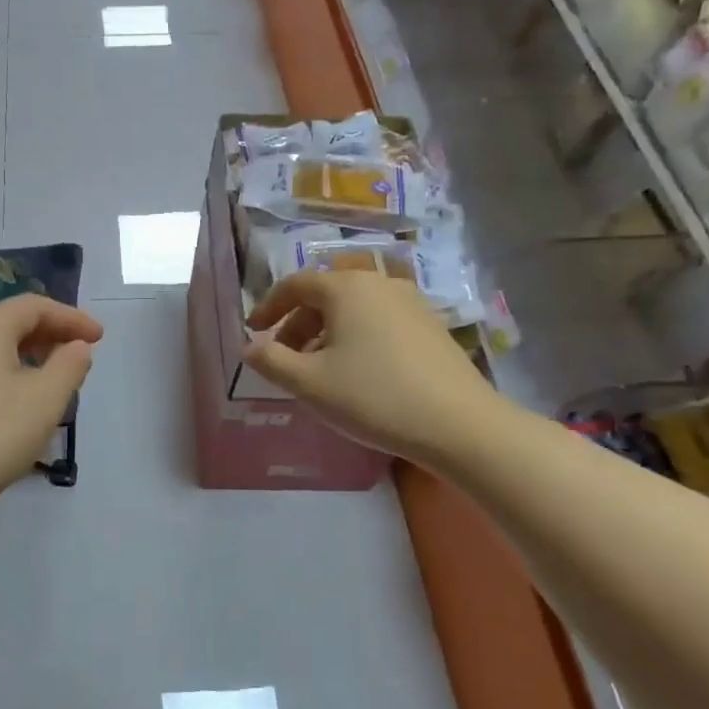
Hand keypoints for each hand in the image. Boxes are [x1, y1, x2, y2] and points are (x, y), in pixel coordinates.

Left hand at [0, 295, 102, 522]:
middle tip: (80, 357)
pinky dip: (6, 376)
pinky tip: (17, 405)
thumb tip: (77, 346)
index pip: (35, 306)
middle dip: (51, 336)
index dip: (72, 318)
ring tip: (54, 383)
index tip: (100, 337)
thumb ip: (69, 367)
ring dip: (29, 358)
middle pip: (11, 323)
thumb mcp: (44, 401)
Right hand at [246, 272, 507, 463]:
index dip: (268, 307)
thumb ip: (270, 361)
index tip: (253, 333)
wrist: (459, 424)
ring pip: (353, 309)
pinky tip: (357, 373)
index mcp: (346, 288)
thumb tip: (249, 347)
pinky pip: (379, 321)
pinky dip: (355, 338)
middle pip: (325, 295)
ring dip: (326, 333)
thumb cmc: (373, 397)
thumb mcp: (308, 383)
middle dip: (297, 324)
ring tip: (318, 370)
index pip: (295, 285)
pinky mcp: (431, 326)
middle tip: (283, 358)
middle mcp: (379, 284)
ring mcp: (411, 303)